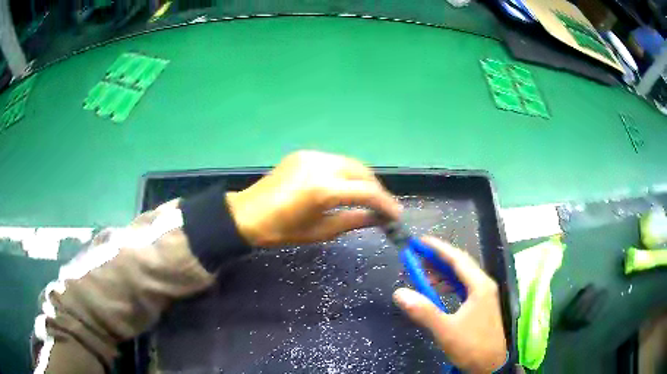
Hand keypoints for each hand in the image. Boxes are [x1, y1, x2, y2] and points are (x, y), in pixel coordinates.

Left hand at [227, 150, 400, 246]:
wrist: (247, 214)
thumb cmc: (282, 231)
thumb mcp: (320, 231)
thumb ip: (354, 221)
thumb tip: (379, 219)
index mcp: (323, 190)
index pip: (367, 192)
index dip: (385, 204)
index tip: (396, 215)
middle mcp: (321, 165)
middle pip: (363, 171)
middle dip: (377, 189)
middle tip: (383, 207)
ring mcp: (312, 155)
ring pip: (350, 163)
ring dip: (363, 179)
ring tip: (367, 197)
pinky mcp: (304, 153)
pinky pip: (335, 160)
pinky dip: (347, 172)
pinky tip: (345, 186)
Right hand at [392, 237, 506, 372]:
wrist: (489, 365)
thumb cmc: (471, 346)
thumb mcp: (446, 330)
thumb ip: (423, 311)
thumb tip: (399, 293)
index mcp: (479, 285)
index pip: (457, 259)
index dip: (438, 248)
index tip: (420, 241)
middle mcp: (484, 285)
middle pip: (460, 264)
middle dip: (438, 258)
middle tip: (417, 256)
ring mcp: (484, 295)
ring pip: (462, 276)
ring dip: (442, 272)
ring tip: (423, 275)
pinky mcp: (481, 305)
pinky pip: (463, 287)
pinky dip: (448, 284)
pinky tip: (438, 291)